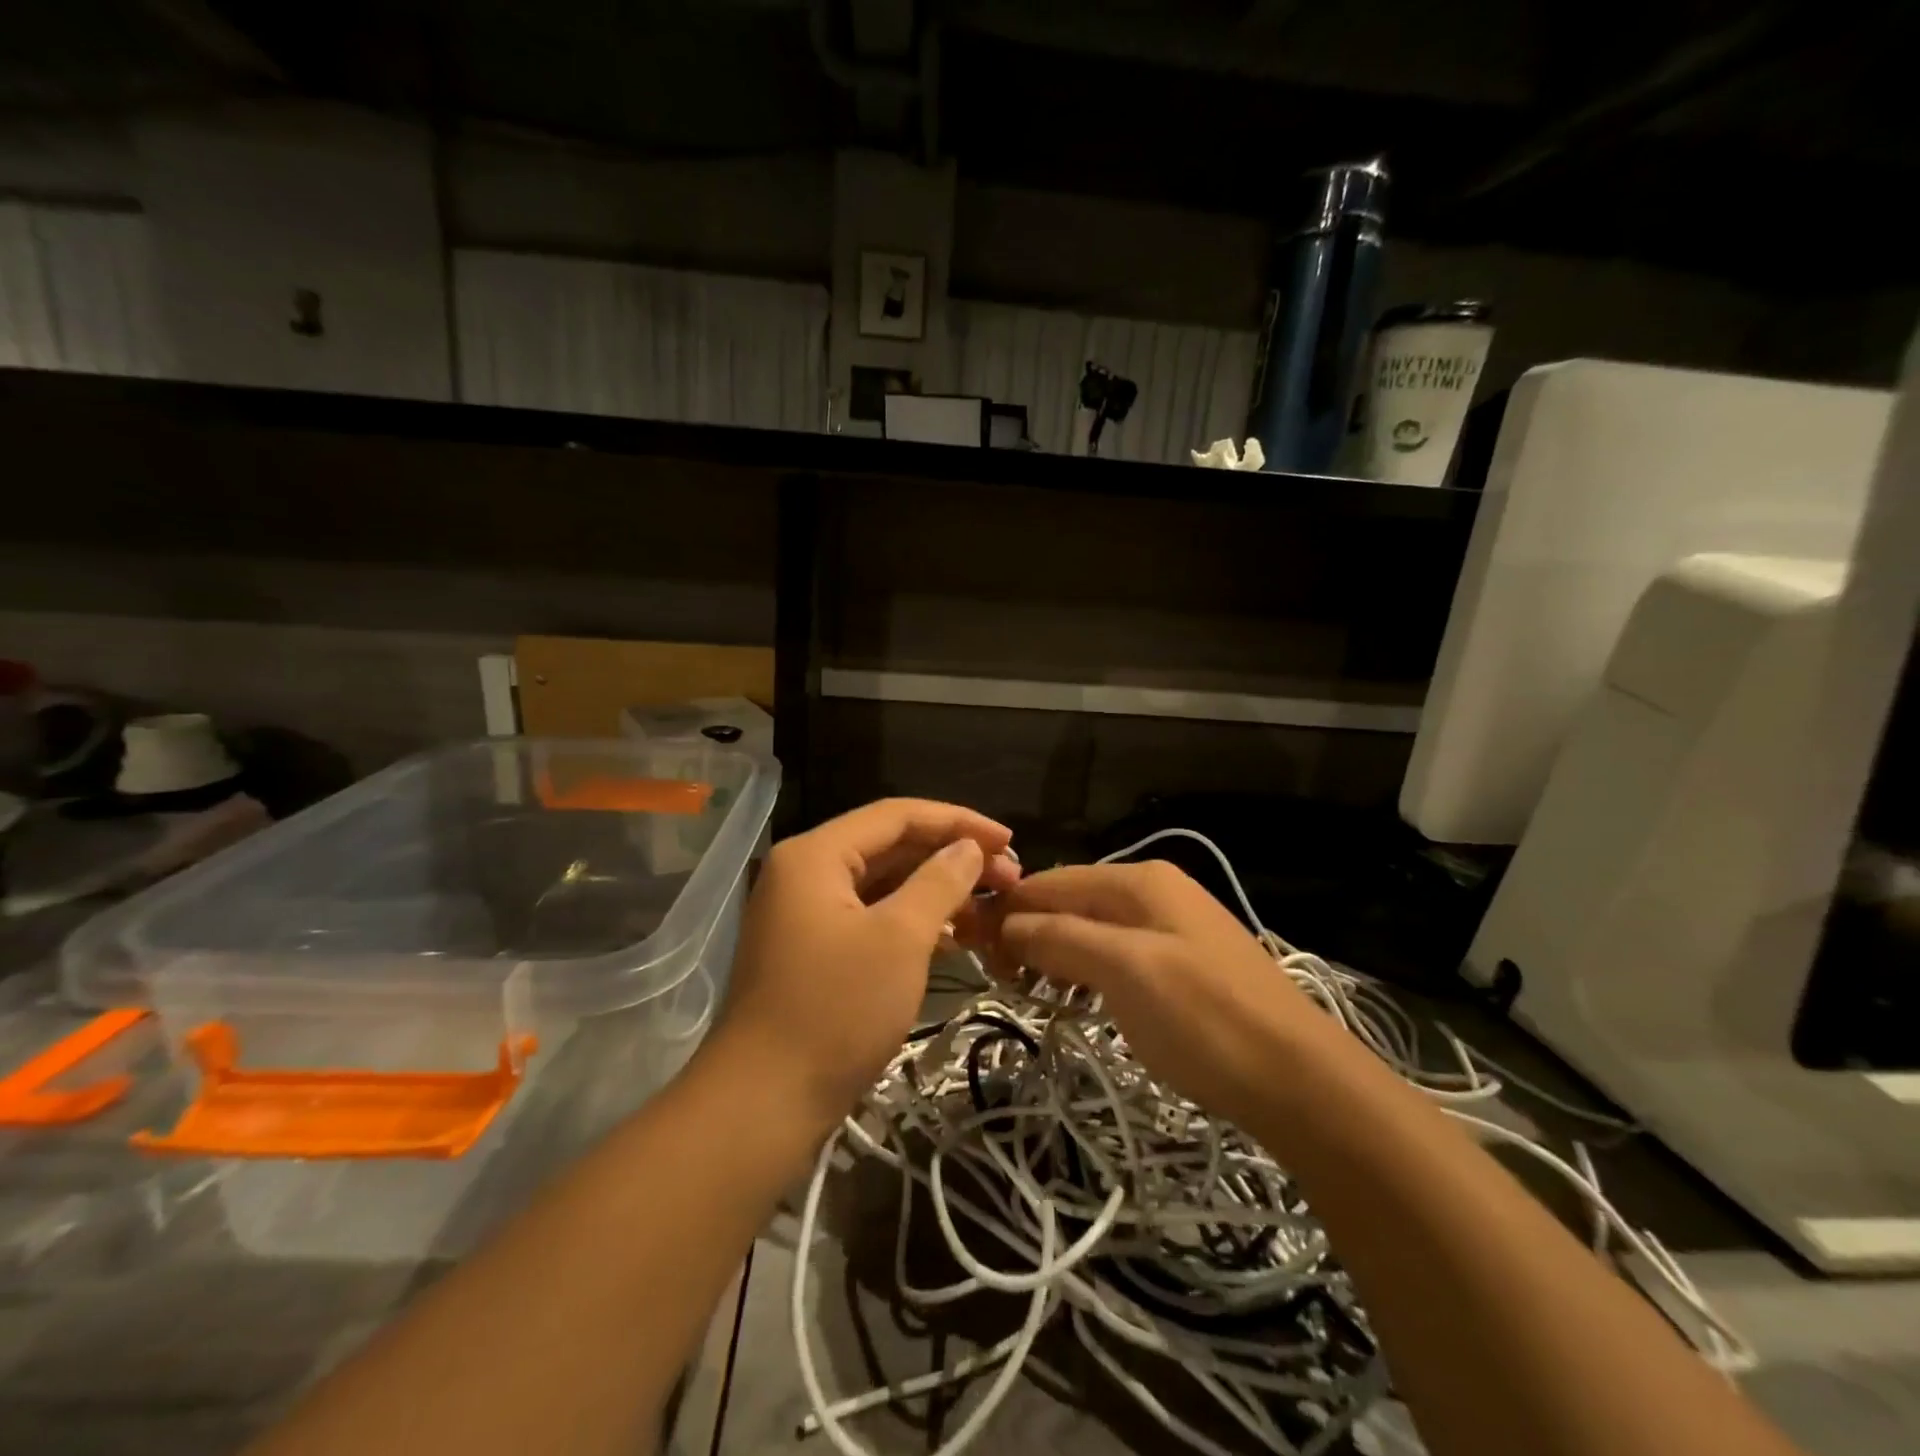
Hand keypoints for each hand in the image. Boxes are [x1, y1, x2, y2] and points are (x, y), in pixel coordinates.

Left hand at [713, 799, 1020, 1128]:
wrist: (763, 1105)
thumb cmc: (835, 1010)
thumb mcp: (899, 939)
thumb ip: (939, 882)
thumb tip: (969, 848)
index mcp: (816, 854)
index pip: (897, 815)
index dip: (958, 821)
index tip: (1009, 840)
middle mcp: (806, 873)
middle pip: (891, 847)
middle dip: (951, 858)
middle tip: (1009, 878)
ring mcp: (807, 914)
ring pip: (884, 885)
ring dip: (937, 892)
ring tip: (991, 909)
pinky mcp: (815, 951)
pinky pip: (872, 919)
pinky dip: (913, 923)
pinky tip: (955, 938)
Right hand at [983, 861, 1339, 1129]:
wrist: (1300, 1080)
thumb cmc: (1204, 1018)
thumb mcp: (1123, 970)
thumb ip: (1060, 937)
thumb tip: (1006, 923)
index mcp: (1139, 880)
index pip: (1052, 882)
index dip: (1009, 910)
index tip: (972, 950)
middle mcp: (1154, 892)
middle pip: (1072, 902)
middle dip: (1031, 934)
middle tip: (1003, 981)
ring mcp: (1172, 928)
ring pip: (1093, 930)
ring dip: (1056, 955)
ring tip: (1033, 994)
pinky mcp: (1183, 965)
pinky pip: (1118, 956)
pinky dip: (1088, 973)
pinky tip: (1077, 999)